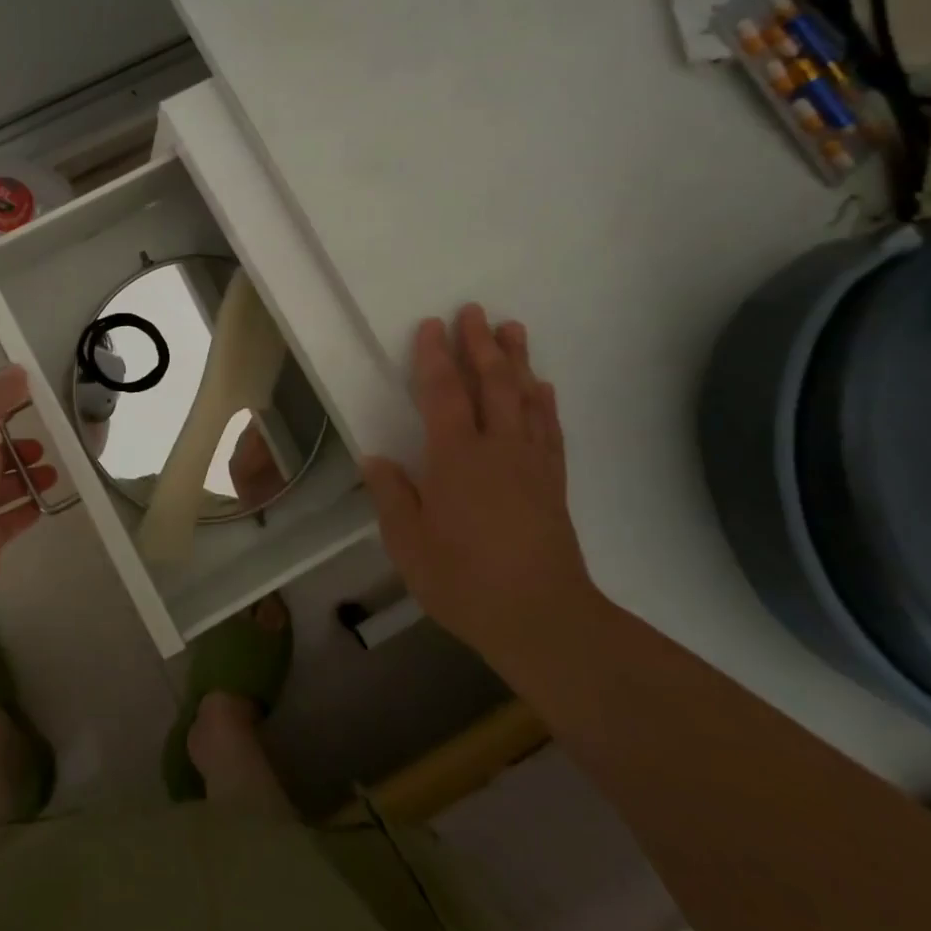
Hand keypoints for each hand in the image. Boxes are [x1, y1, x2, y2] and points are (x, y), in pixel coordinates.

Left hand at [0, 367, 58, 606]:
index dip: (1, 412)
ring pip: (1, 488)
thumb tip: (17, 371)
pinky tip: (45, 503)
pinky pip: (9, 520)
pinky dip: (27, 509)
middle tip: (43, 449)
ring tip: (53, 475)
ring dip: (27, 479)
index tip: (30, 407)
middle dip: (17, 450)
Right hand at [361, 305, 592, 659]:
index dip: (435, 356)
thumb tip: (376, 459)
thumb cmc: (465, 580)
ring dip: (518, 361)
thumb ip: (392, 496)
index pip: (444, 393)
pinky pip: (550, 431)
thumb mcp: (408, 544)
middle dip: (480, 344)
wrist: (543, 620)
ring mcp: (531, 464)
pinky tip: (544, 388)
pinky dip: (546, 404)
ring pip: (525, 399)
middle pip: (492, 384)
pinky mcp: (553, 484)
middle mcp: (497, 449)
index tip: (431, 325)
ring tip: (513, 329)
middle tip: (475, 311)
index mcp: (456, 458)